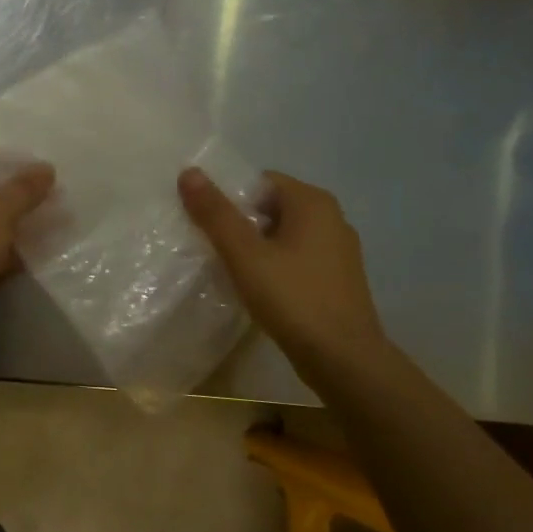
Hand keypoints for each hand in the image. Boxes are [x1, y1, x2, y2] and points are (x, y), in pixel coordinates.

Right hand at [178, 168, 387, 375]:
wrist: (343, 360)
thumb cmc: (293, 298)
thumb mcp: (244, 254)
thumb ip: (215, 213)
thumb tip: (189, 171)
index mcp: (313, 203)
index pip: (260, 181)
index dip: (228, 195)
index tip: (202, 219)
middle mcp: (331, 219)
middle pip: (270, 206)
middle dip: (238, 220)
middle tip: (205, 241)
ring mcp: (337, 251)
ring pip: (282, 234)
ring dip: (253, 244)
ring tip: (223, 263)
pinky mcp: (336, 279)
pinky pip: (294, 257)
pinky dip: (271, 263)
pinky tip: (253, 284)